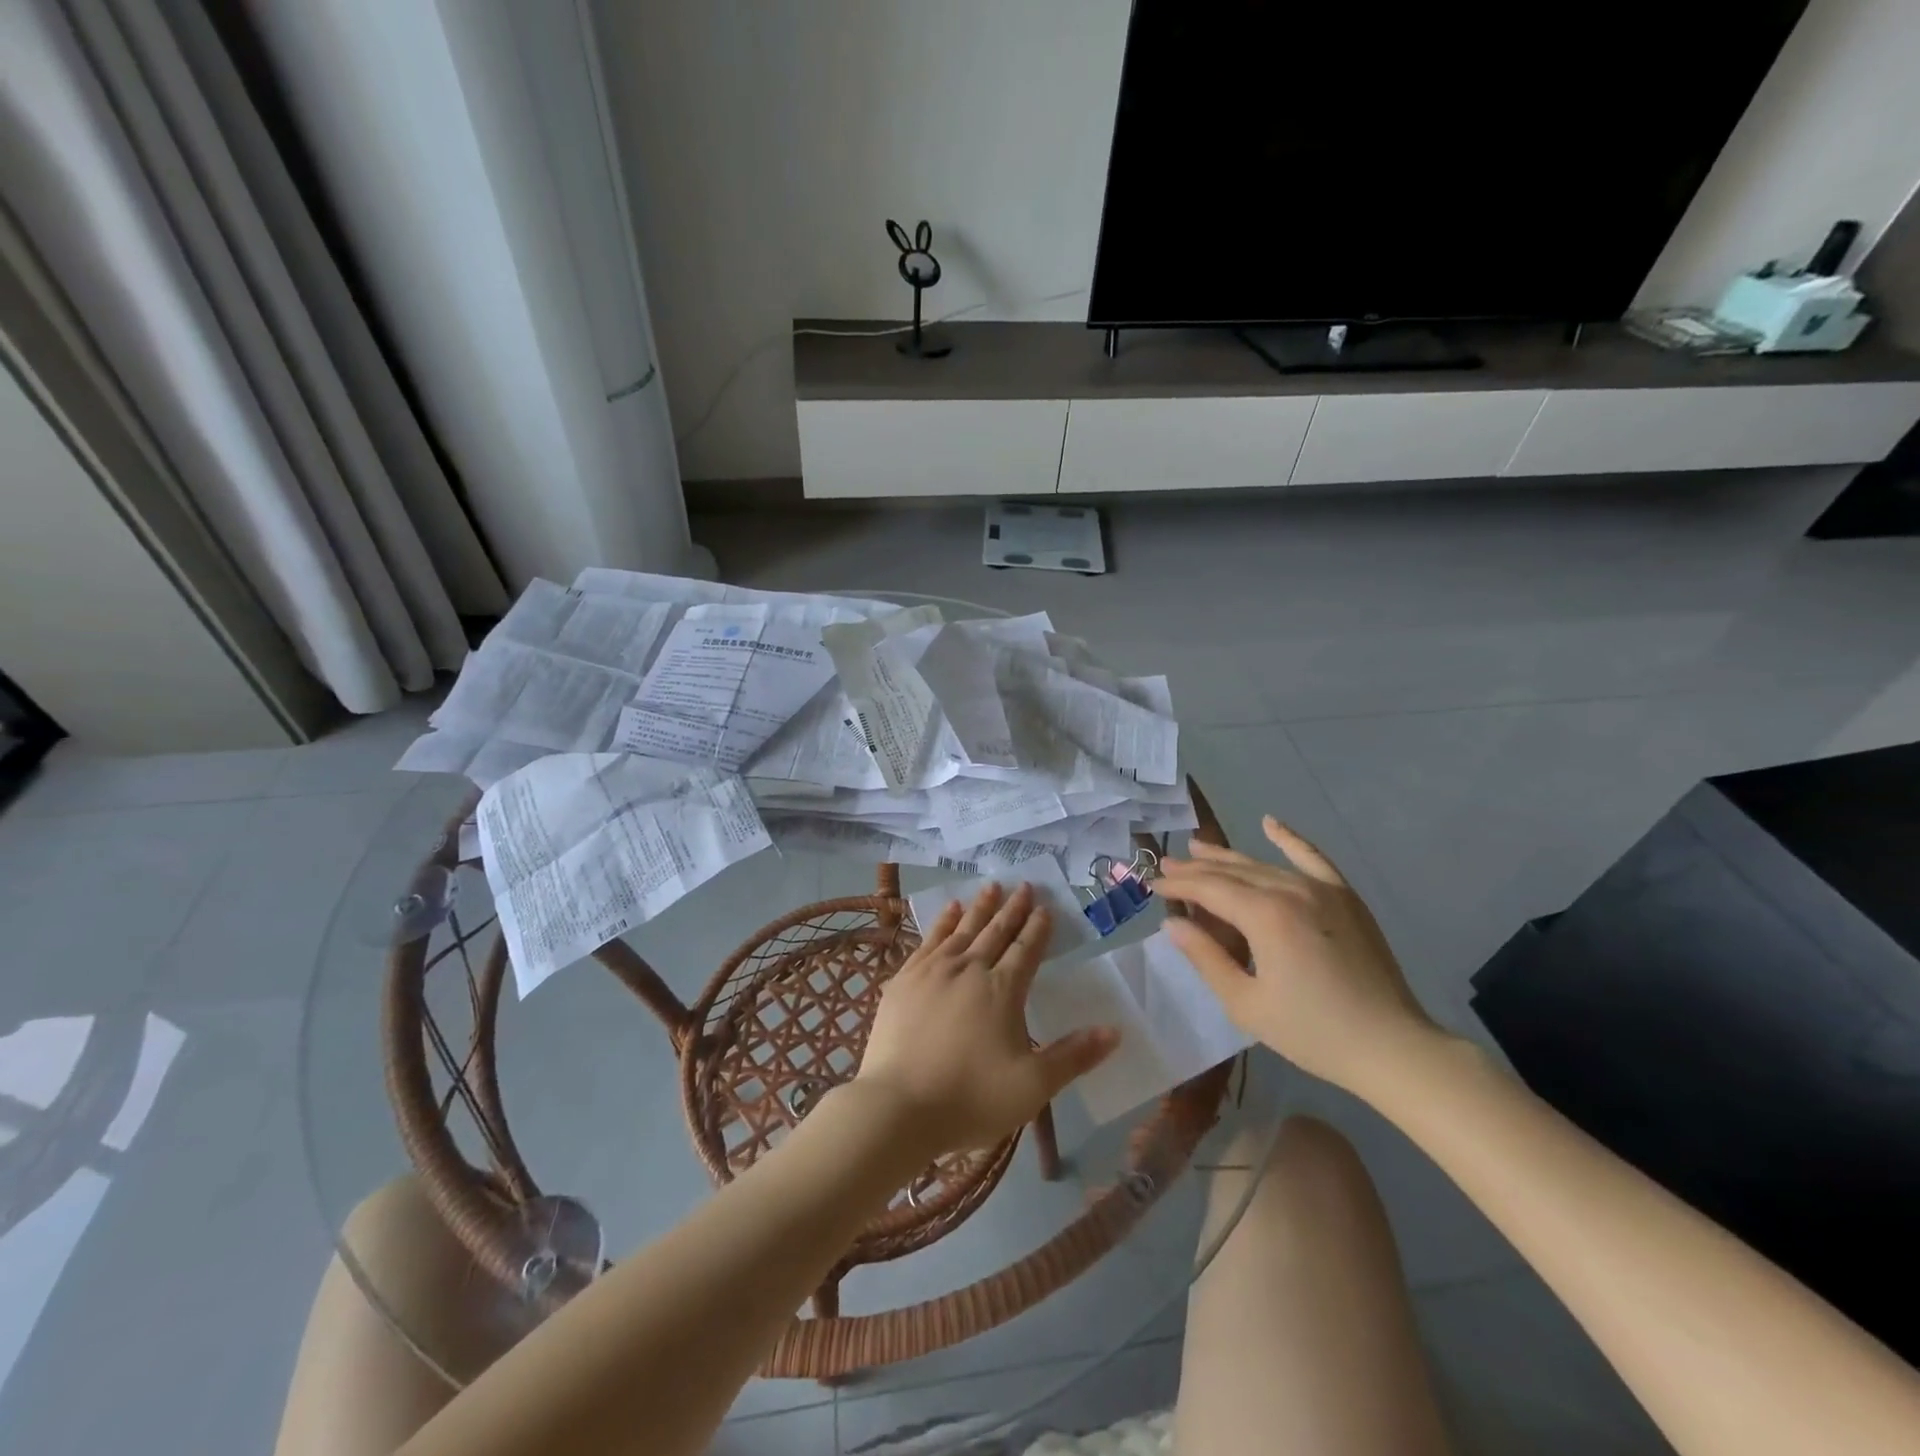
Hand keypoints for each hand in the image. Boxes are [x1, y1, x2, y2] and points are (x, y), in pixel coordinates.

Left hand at [855, 882, 1117, 1156]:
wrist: (898, 1106)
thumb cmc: (971, 1098)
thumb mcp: (1033, 1086)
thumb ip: (1074, 1056)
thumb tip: (1115, 1031)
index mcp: (1002, 990)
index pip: (1026, 950)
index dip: (1038, 928)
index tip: (1045, 907)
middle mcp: (969, 970)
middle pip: (995, 932)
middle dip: (1012, 909)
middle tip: (1023, 885)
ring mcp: (933, 971)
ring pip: (962, 930)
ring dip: (979, 908)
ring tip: (991, 887)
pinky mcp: (904, 980)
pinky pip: (929, 940)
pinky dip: (942, 922)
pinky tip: (949, 911)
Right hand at [1158, 817, 1442, 1096]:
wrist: (1392, 1047)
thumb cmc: (1312, 1032)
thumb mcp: (1246, 1003)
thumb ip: (1206, 958)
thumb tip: (1174, 923)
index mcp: (1265, 916)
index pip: (1209, 888)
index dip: (1178, 885)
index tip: (1151, 884)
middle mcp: (1291, 890)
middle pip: (1233, 872)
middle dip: (1196, 868)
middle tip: (1166, 864)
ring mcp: (1323, 890)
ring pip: (1264, 864)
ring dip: (1228, 857)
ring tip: (1198, 848)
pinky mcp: (1345, 897)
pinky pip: (1313, 858)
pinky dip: (1290, 839)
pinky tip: (1270, 822)